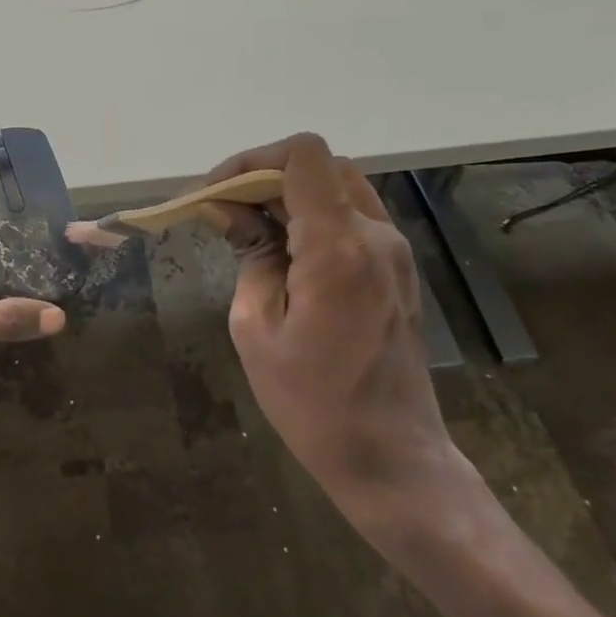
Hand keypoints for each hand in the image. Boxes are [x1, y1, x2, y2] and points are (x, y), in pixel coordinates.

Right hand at [204, 133, 465, 524]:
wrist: (392, 459)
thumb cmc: (313, 403)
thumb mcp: (256, 328)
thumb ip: (248, 255)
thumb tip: (229, 211)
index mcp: (338, 247)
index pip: (303, 156)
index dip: (252, 160)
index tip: (218, 194)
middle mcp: (375, 236)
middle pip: (320, 165)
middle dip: (266, 176)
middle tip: (228, 212)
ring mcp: (394, 251)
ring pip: (338, 186)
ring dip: (291, 194)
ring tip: (252, 230)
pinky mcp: (398, 269)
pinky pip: (353, 216)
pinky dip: (314, 215)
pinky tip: (286, 252)